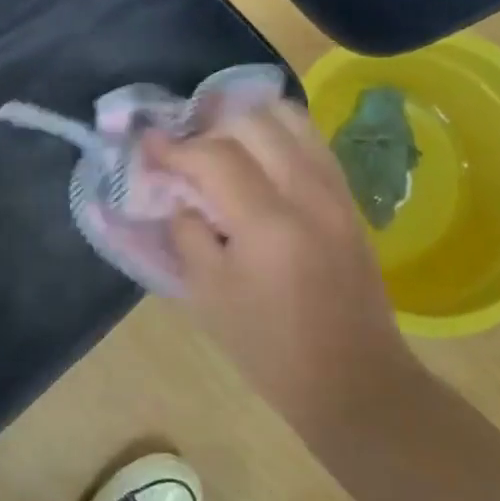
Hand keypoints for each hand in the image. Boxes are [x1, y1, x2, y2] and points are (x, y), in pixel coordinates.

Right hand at [149, 102, 412, 430]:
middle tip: (184, 149)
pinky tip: (256, 158)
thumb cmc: (268, 345)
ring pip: (291, 120)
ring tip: (219, 141)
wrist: (353, 380)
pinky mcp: (349, 201)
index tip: (147, 144)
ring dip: (247, 121)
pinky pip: (311, 142)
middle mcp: (308, 194)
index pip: (214, 155)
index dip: (174, 146)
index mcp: (268, 224)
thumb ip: (186, 231)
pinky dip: (277, 135)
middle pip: (254, 122)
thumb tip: (179, 193)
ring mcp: (336, 194)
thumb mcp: (206, 293)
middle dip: (209, 127)